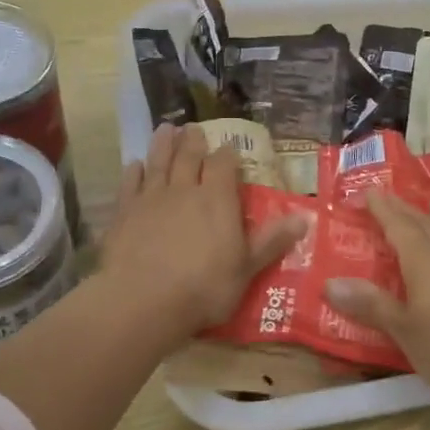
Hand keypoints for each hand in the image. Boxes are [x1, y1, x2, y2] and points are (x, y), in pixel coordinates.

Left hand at [100, 124, 306, 340]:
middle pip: (189, 157)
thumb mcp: (247, 268)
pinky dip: (133, 172)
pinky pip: (130, 184)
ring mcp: (151, 199)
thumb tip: (305, 217)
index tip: (229, 148)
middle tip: (194, 128)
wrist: (143, 301)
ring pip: (159, 162)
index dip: (227, 154)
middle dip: (194, 141)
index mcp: (217, 200)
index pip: (224, 165)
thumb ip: (272, 241)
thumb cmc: (204, 288)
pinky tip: (134, 165)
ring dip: (163, 145)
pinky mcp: (124, 213)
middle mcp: (185, 190)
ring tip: (166, 129)